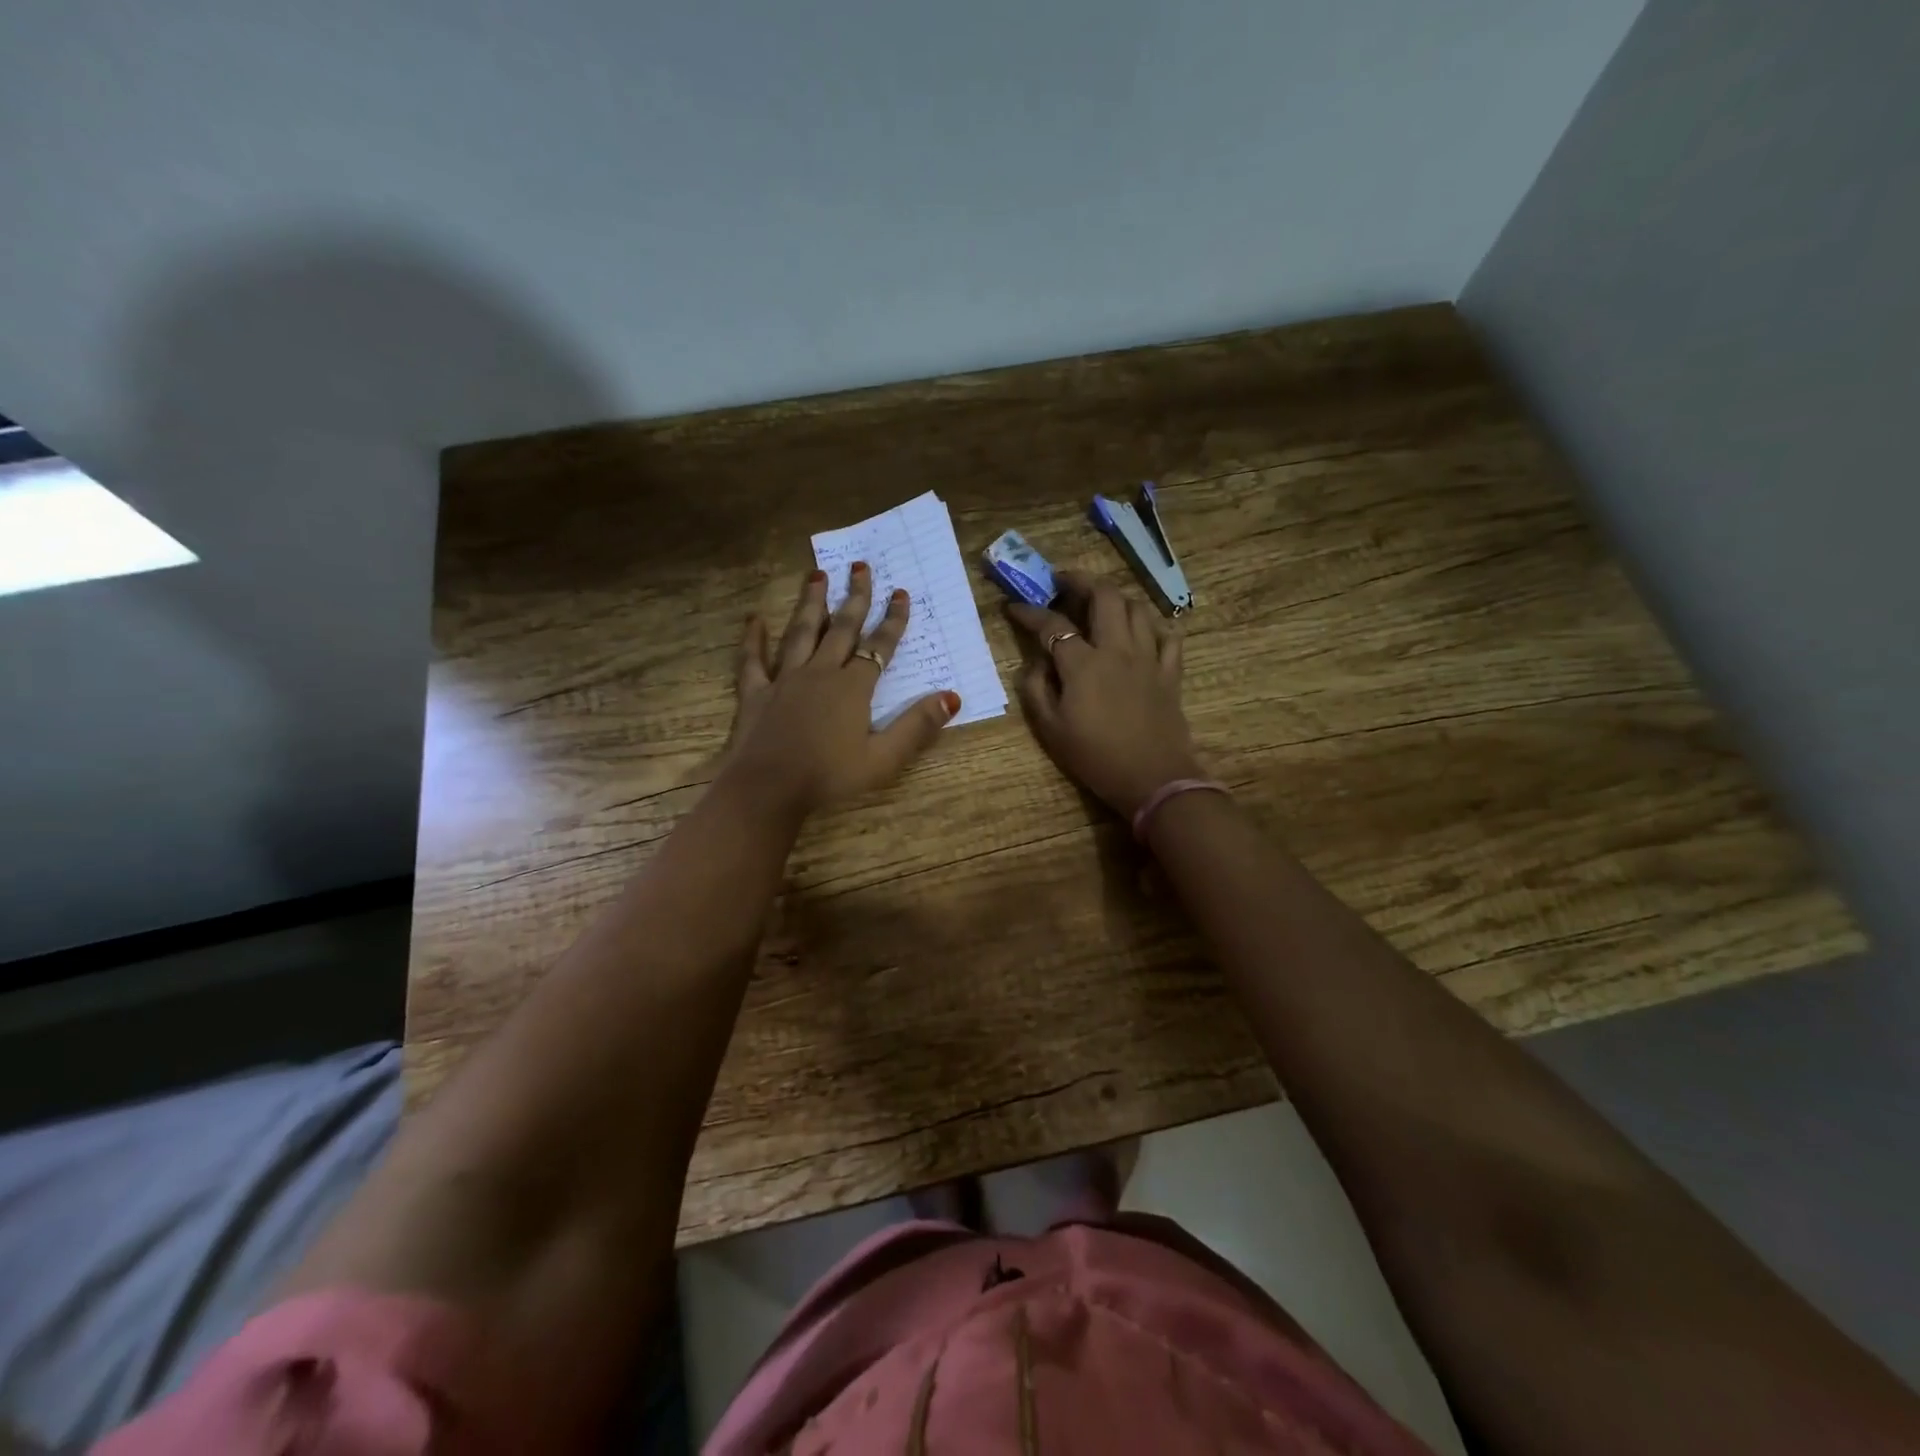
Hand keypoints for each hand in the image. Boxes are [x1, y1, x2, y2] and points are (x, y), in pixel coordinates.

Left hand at [722, 564, 959, 815]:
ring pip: (800, 633)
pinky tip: (754, 620)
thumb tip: (952, 696)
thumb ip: (917, 726)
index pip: (878, 646)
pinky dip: (753, 639)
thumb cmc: (829, 777)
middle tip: (861, 566)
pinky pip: (754, 660)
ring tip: (817, 575)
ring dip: (810, 603)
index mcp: (852, 688)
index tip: (900, 593)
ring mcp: (785, 680)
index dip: (892, 620)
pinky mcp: (756, 693)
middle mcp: (820, 673)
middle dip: (854, 597)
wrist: (768, 788)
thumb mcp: (883, 759)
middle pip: (841, 628)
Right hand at [1007, 571, 1203, 818]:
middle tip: (1063, 583)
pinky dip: (1152, 626)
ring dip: (1115, 597)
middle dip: (1080, 580)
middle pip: (1104, 595)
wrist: (1153, 779)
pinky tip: (1140, 632)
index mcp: (1083, 663)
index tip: (1012, 606)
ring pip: (1136, 608)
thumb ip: (1035, 689)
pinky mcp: (1170, 672)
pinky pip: (1167, 635)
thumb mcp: (1050, 729)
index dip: (1028, 612)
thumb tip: (1035, 662)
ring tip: (1099, 603)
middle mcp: (1117, 649)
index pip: (1051, 624)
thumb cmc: (1095, 758)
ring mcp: (1149, 658)